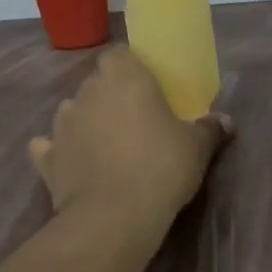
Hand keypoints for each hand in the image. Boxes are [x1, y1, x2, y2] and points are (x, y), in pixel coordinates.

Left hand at [28, 47, 231, 230]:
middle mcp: (87, 92)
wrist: (113, 217)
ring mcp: (61, 124)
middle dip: (111, 96)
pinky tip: (74, 165)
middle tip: (134, 120)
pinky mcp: (46, 157)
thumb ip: (209, 129)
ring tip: (106, 145)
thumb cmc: (161, 167)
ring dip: (86, 122)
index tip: (146, 85)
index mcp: (123, 76)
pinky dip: (60, 152)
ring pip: (73, 112)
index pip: (119, 54)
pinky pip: (50, 147)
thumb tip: (225, 121)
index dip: (130, 66)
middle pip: (97, 82)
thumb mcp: (196, 148)